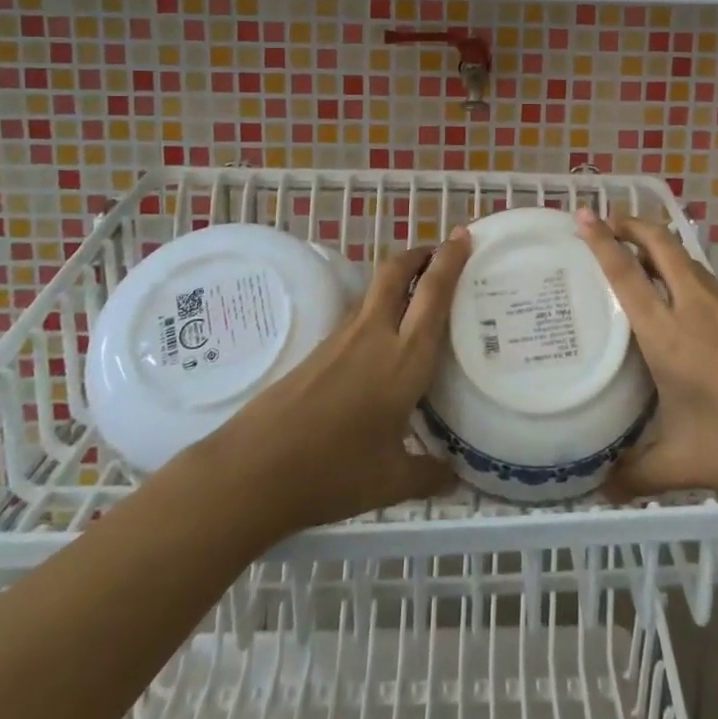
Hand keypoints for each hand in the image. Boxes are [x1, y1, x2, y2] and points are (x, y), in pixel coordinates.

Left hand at [199, 232, 471, 536]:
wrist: (254, 469)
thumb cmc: (332, 472)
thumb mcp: (390, 481)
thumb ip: (429, 475)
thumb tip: (457, 478)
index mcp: (404, 359)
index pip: (433, 295)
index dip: (450, 261)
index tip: (464, 236)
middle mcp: (375, 335)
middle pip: (396, 272)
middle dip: (420, 254)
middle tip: (441, 252)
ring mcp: (343, 339)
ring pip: (376, 291)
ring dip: (400, 278)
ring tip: (419, 292)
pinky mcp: (320, 349)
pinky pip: (360, 314)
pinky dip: (381, 307)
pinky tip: (384, 339)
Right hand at [575, 210, 717, 498]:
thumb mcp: (682, 462)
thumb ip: (637, 474)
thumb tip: (601, 489)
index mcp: (667, 335)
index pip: (627, 275)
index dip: (602, 241)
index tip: (584, 214)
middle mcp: (693, 307)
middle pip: (660, 244)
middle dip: (631, 224)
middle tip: (606, 222)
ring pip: (684, 257)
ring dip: (657, 244)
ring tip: (636, 253)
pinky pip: (702, 277)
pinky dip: (679, 268)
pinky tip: (678, 295)